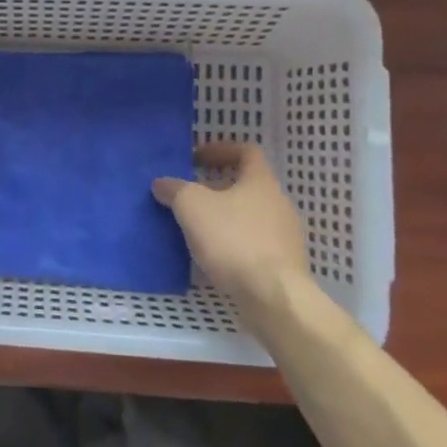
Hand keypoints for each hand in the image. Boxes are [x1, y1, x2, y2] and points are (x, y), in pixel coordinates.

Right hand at [152, 142, 311, 324]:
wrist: (273, 296)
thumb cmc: (233, 239)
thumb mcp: (192, 206)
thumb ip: (174, 189)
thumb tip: (162, 183)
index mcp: (261, 181)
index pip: (247, 152)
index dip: (220, 150)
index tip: (195, 159)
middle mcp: (278, 203)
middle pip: (247, 185)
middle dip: (217, 187)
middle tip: (190, 195)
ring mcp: (284, 236)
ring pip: (250, 216)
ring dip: (224, 217)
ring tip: (197, 228)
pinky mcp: (283, 264)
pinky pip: (253, 244)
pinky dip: (233, 243)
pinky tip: (213, 257)